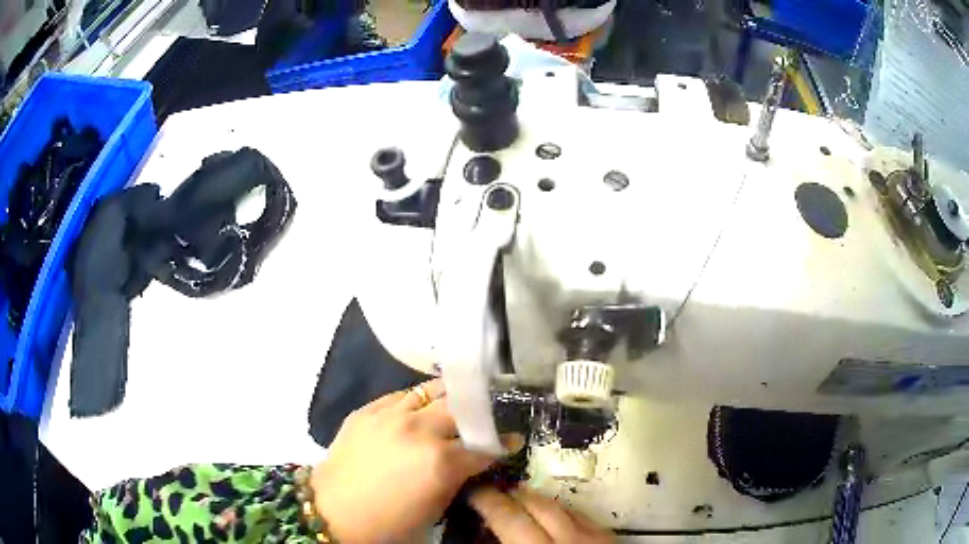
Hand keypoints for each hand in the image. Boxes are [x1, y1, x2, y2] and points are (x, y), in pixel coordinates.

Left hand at [311, 379, 508, 542]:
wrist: (332, 511)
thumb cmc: (388, 522)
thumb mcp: (435, 509)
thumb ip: (458, 479)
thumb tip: (471, 463)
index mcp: (440, 462)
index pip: (484, 446)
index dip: (502, 444)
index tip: (512, 440)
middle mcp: (419, 431)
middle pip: (462, 409)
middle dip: (479, 416)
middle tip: (483, 422)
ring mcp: (390, 416)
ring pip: (432, 391)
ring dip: (449, 399)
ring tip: (456, 404)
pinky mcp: (367, 410)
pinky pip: (400, 395)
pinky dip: (416, 402)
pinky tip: (418, 410)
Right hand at [470, 486, 614, 543]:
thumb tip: (481, 535)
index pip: (508, 518)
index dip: (487, 501)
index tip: (472, 493)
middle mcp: (567, 540)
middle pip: (534, 505)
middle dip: (510, 495)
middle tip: (491, 492)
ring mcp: (592, 536)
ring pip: (558, 505)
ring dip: (533, 500)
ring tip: (516, 499)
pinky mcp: (607, 537)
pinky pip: (578, 514)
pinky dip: (558, 510)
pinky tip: (548, 513)